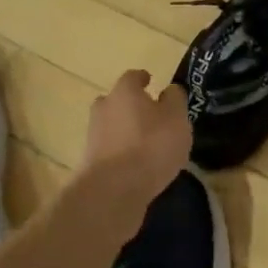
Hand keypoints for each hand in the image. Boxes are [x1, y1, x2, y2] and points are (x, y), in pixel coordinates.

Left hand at [79, 70, 191, 207]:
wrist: (113, 190)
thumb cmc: (151, 145)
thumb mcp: (177, 118)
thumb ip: (175, 100)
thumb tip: (169, 90)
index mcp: (124, 92)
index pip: (132, 77)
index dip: (143, 79)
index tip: (151, 82)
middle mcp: (104, 109)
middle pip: (116, 101)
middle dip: (130, 105)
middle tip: (149, 114)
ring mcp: (93, 136)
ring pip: (111, 126)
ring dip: (125, 130)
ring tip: (146, 144)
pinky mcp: (91, 163)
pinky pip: (110, 150)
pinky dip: (121, 152)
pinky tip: (137, 165)